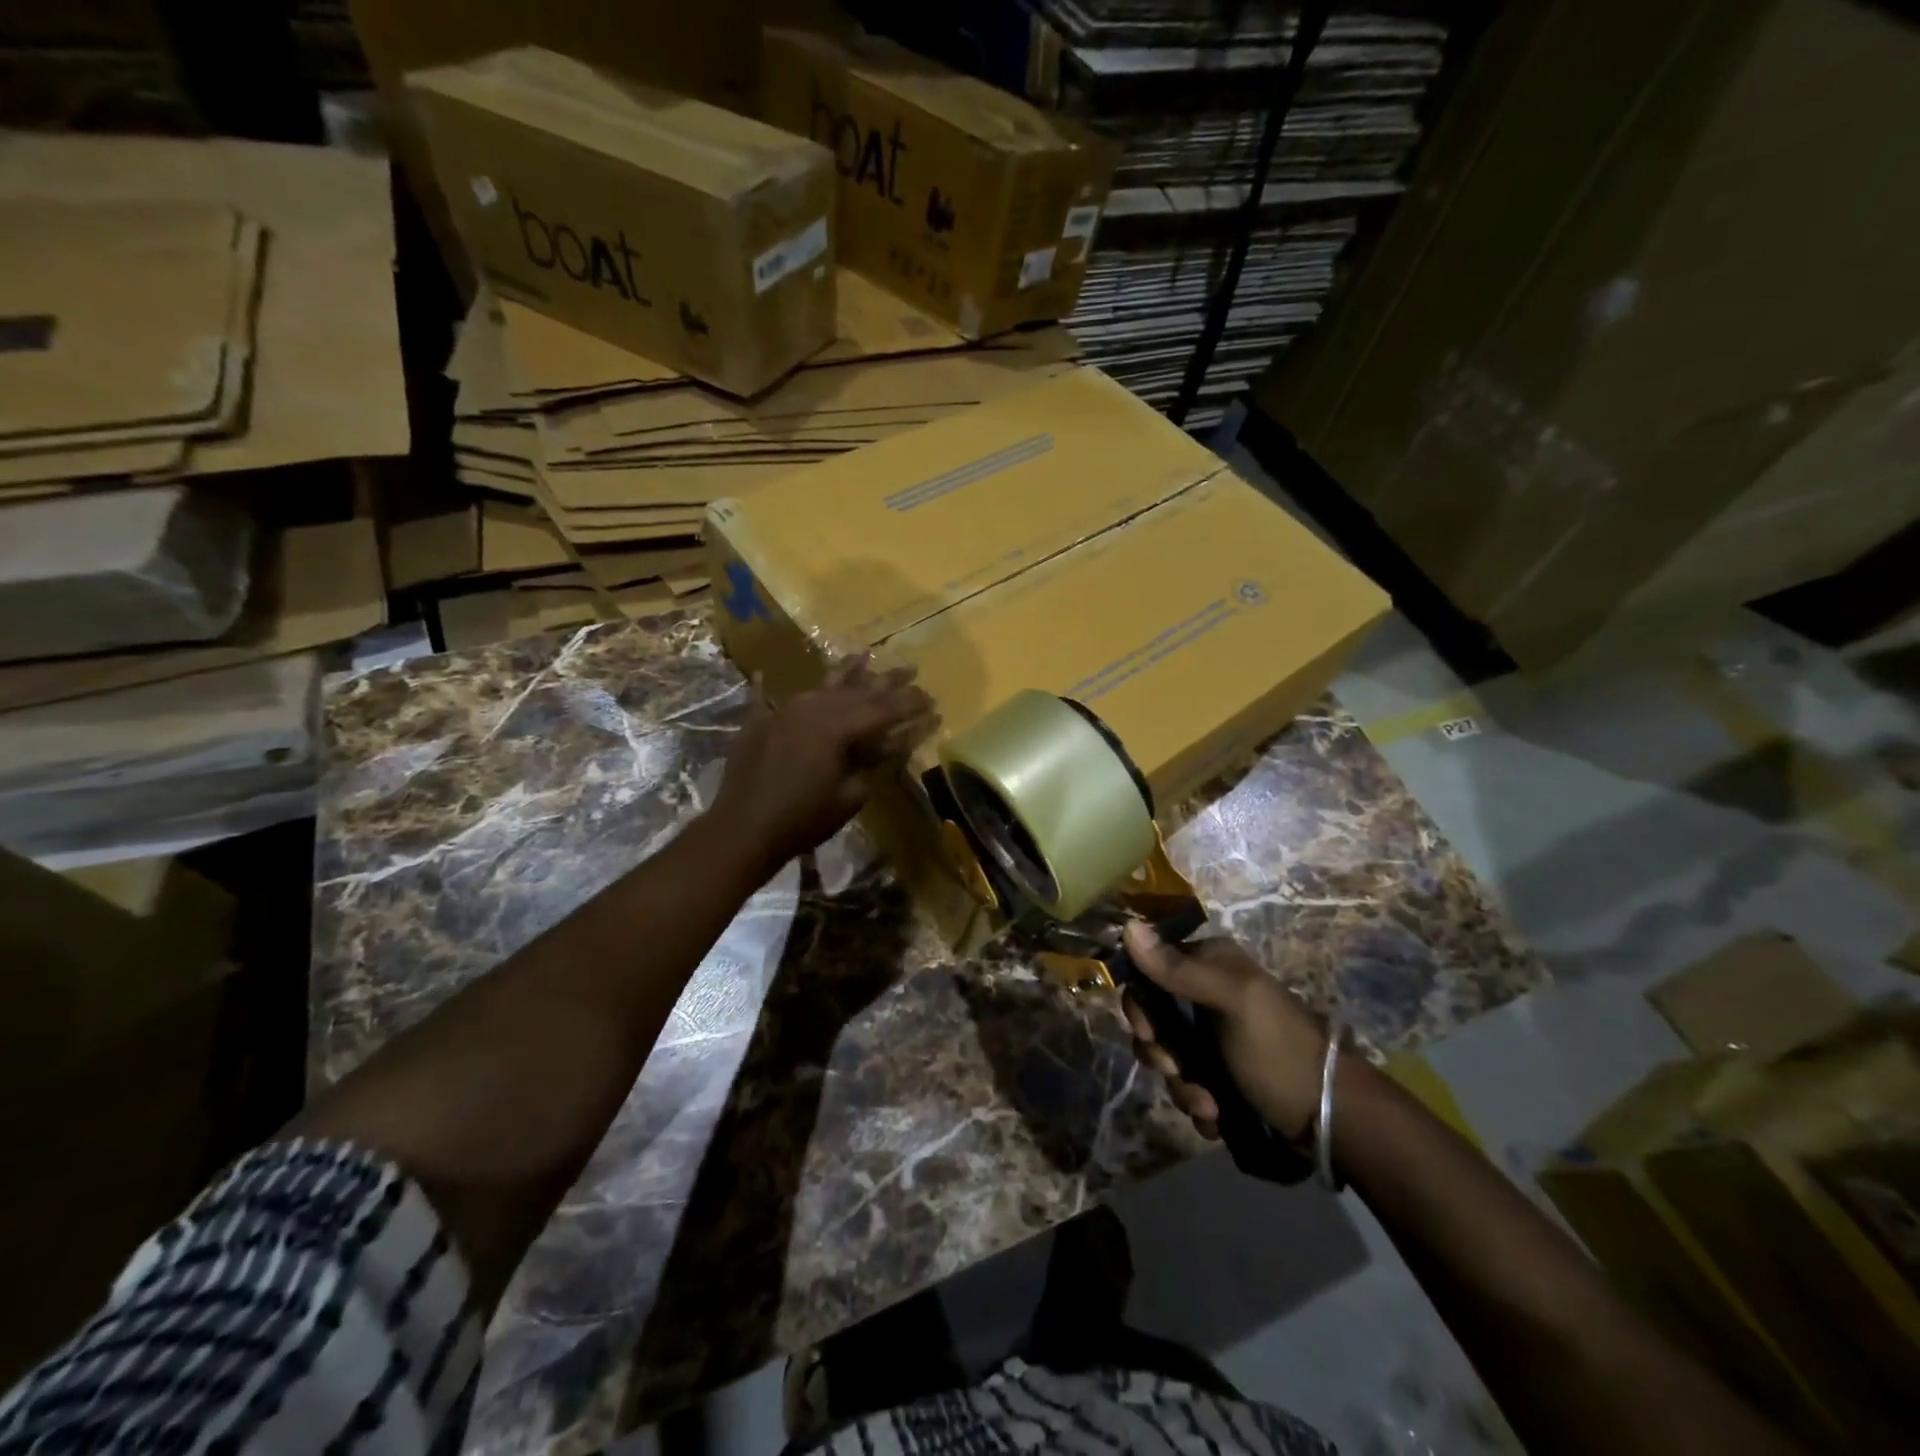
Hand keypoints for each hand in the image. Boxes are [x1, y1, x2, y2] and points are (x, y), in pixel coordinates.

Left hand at [709, 657, 936, 878]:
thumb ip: (869, 766)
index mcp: (836, 727)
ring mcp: (782, 712)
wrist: (742, 829)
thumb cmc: (803, 819)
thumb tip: (881, 749)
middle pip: (856, 690)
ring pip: (820, 686)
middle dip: (886, 682)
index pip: (882, 709)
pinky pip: (765, 698)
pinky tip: (765, 674)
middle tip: (910, 670)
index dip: (909, 705)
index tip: (931, 699)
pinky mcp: (758, 724)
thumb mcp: (849, 796)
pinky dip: (767, 687)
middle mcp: (811, 709)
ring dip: (845, 672)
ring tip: (864, 656)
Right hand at [1121, 922, 1329, 1140]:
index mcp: (1210, 964)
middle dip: (1162, 1054)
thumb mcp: (1232, 1002)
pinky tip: (1216, 1117)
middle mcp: (1207, 994)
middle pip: (1154, 1018)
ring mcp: (1213, 1037)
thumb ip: (1178, 969)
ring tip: (1210, 1107)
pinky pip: (1186, 1084)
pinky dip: (1196, 1104)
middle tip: (1179, 1071)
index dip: (1141, 1004)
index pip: (1149, 969)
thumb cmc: (1279, 1050)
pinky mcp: (1221, 1074)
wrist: (1332, 1119)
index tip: (1150, 1033)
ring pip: (1168, 1056)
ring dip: (1181, 1086)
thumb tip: (1128, 925)